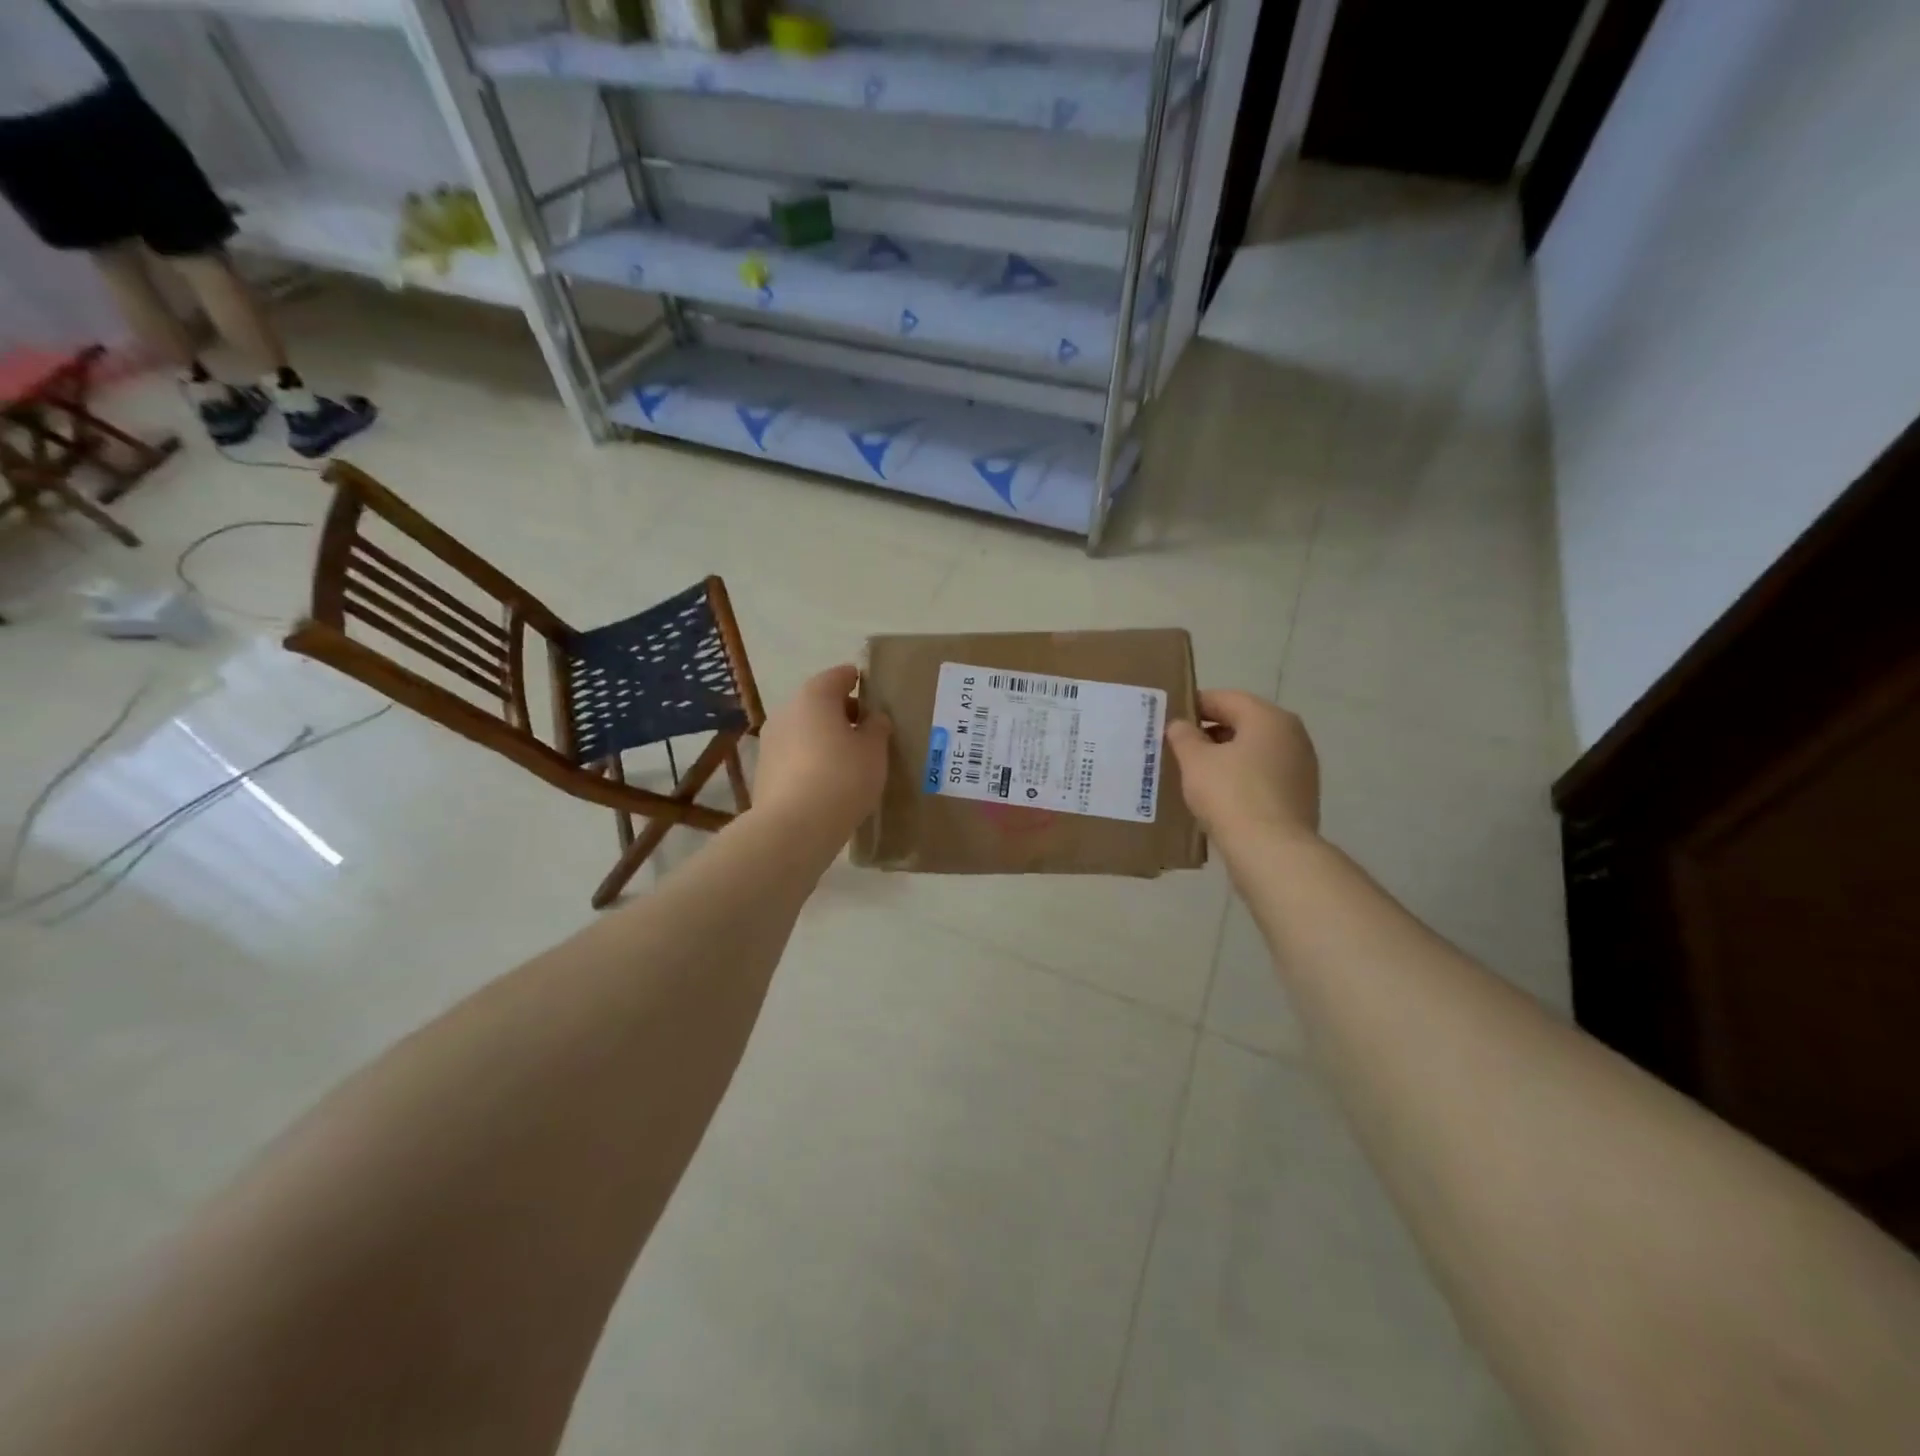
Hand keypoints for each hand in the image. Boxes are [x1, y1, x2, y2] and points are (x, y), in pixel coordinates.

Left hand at [751, 665, 891, 847]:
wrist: (793, 828)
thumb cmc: (842, 778)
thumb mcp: (874, 751)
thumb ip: (877, 728)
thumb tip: (873, 718)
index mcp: (814, 696)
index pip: (839, 676)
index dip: (858, 681)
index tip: (874, 694)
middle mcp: (787, 711)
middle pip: (819, 702)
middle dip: (842, 712)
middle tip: (867, 731)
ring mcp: (771, 741)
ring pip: (805, 730)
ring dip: (825, 737)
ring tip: (851, 759)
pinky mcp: (765, 771)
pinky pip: (795, 755)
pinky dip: (812, 759)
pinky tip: (829, 780)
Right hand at [1165, 690, 1320, 849]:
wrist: (1272, 851)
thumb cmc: (1230, 795)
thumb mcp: (1195, 761)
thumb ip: (1184, 736)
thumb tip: (1181, 724)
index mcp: (1269, 718)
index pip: (1226, 698)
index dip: (1195, 705)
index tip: (1170, 718)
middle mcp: (1292, 735)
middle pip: (1243, 722)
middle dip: (1210, 732)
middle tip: (1178, 746)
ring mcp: (1301, 766)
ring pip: (1255, 750)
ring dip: (1226, 756)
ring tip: (1195, 772)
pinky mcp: (1301, 794)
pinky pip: (1264, 774)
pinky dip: (1242, 776)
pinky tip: (1219, 794)